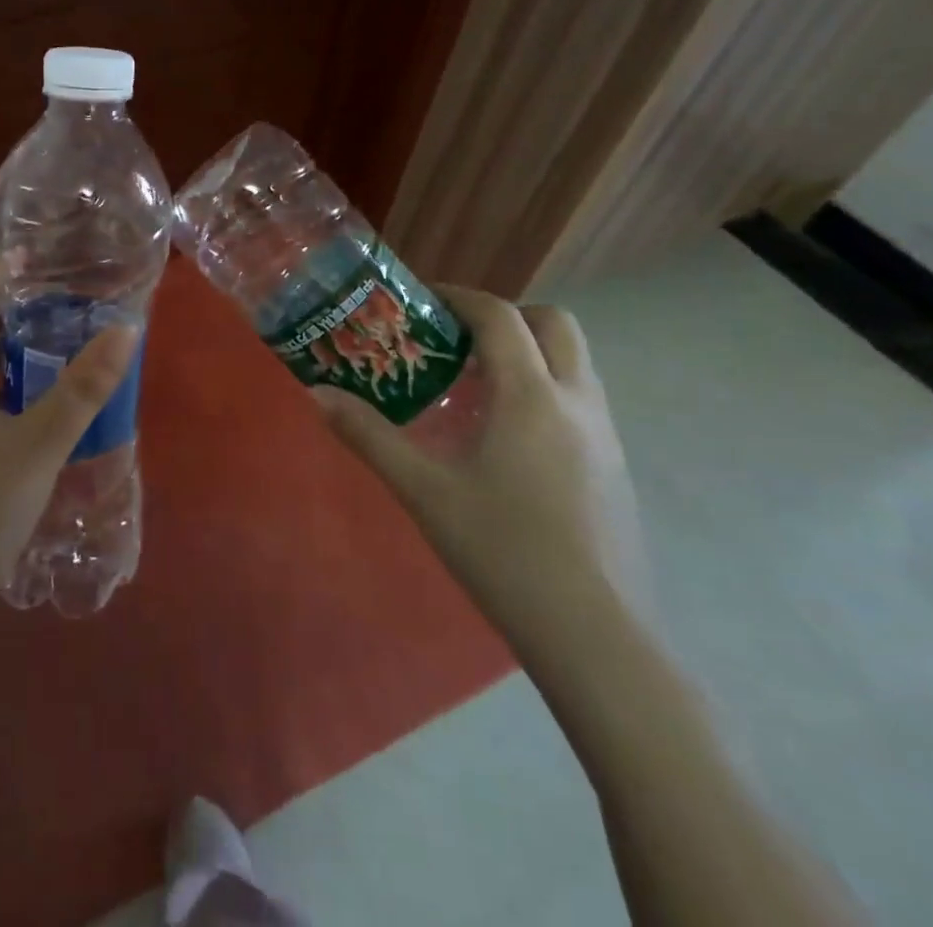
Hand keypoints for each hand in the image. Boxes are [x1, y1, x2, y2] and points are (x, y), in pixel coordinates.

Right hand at [314, 286, 647, 667]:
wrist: (596, 636)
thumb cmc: (504, 552)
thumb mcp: (424, 491)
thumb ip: (369, 436)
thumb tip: (316, 394)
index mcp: (531, 395)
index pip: (500, 316)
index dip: (460, 296)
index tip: (422, 299)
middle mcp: (576, 401)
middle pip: (553, 324)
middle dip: (505, 316)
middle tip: (457, 339)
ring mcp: (606, 435)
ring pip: (573, 362)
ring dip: (528, 352)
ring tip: (475, 386)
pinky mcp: (615, 468)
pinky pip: (580, 399)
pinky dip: (544, 389)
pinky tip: (506, 438)